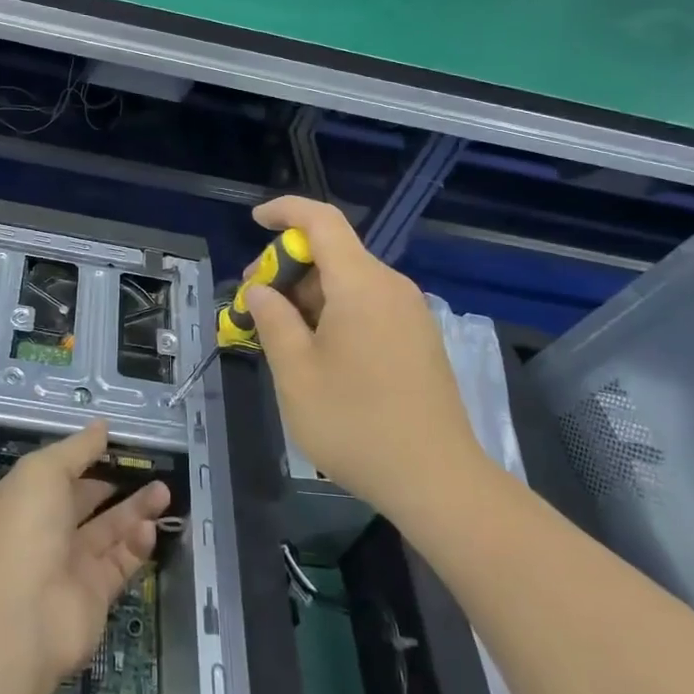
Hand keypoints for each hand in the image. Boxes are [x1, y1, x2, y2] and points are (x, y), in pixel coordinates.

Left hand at [0, 421, 169, 682]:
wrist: (20, 619)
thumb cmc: (24, 530)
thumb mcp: (44, 471)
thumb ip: (77, 448)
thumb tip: (102, 426)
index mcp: (22, 501)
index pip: (56, 475)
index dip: (84, 458)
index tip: (116, 444)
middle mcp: (43, 533)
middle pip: (85, 502)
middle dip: (116, 484)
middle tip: (150, 466)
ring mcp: (68, 565)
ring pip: (108, 531)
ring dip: (135, 511)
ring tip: (164, 491)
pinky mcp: (94, 595)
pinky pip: (119, 563)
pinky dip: (135, 545)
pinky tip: (150, 528)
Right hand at [242, 197, 489, 517]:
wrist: (438, 482)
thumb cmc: (356, 424)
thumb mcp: (296, 373)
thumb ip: (272, 320)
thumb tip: (261, 290)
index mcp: (361, 284)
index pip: (321, 220)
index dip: (285, 211)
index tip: (254, 220)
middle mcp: (391, 287)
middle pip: (334, 253)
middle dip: (289, 267)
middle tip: (256, 303)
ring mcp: (410, 313)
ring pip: (350, 282)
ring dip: (310, 295)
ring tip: (282, 337)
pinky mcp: (418, 339)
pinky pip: (368, 305)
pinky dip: (335, 312)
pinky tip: (319, 353)